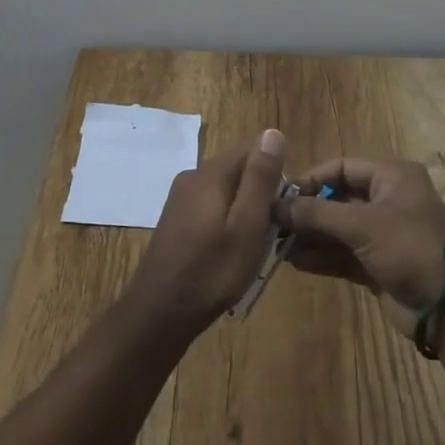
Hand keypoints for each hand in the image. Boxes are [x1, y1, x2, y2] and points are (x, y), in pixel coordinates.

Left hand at [125, 129, 287, 334]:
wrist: (160, 311)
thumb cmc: (212, 270)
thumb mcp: (248, 225)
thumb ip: (260, 178)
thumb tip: (273, 132)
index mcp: (211, 172)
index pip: (254, 146)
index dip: (276, 172)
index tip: (283, 206)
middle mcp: (193, 175)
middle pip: (239, 168)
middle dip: (261, 193)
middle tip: (271, 232)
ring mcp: (181, 197)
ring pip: (227, 190)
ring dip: (245, 210)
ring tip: (252, 246)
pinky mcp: (177, 218)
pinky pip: (212, 206)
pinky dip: (227, 221)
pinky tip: (229, 251)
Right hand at [274, 157, 444, 336]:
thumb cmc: (411, 249)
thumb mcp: (362, 224)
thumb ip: (316, 213)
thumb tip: (274, 206)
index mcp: (392, 177)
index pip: (341, 168)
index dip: (310, 179)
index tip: (279, 196)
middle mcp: (387, 200)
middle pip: (337, 198)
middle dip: (306, 211)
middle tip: (272, 223)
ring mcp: (383, 234)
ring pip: (337, 229)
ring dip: (309, 236)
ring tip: (276, 244)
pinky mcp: (378, 264)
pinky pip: (342, 254)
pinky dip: (320, 256)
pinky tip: (293, 261)